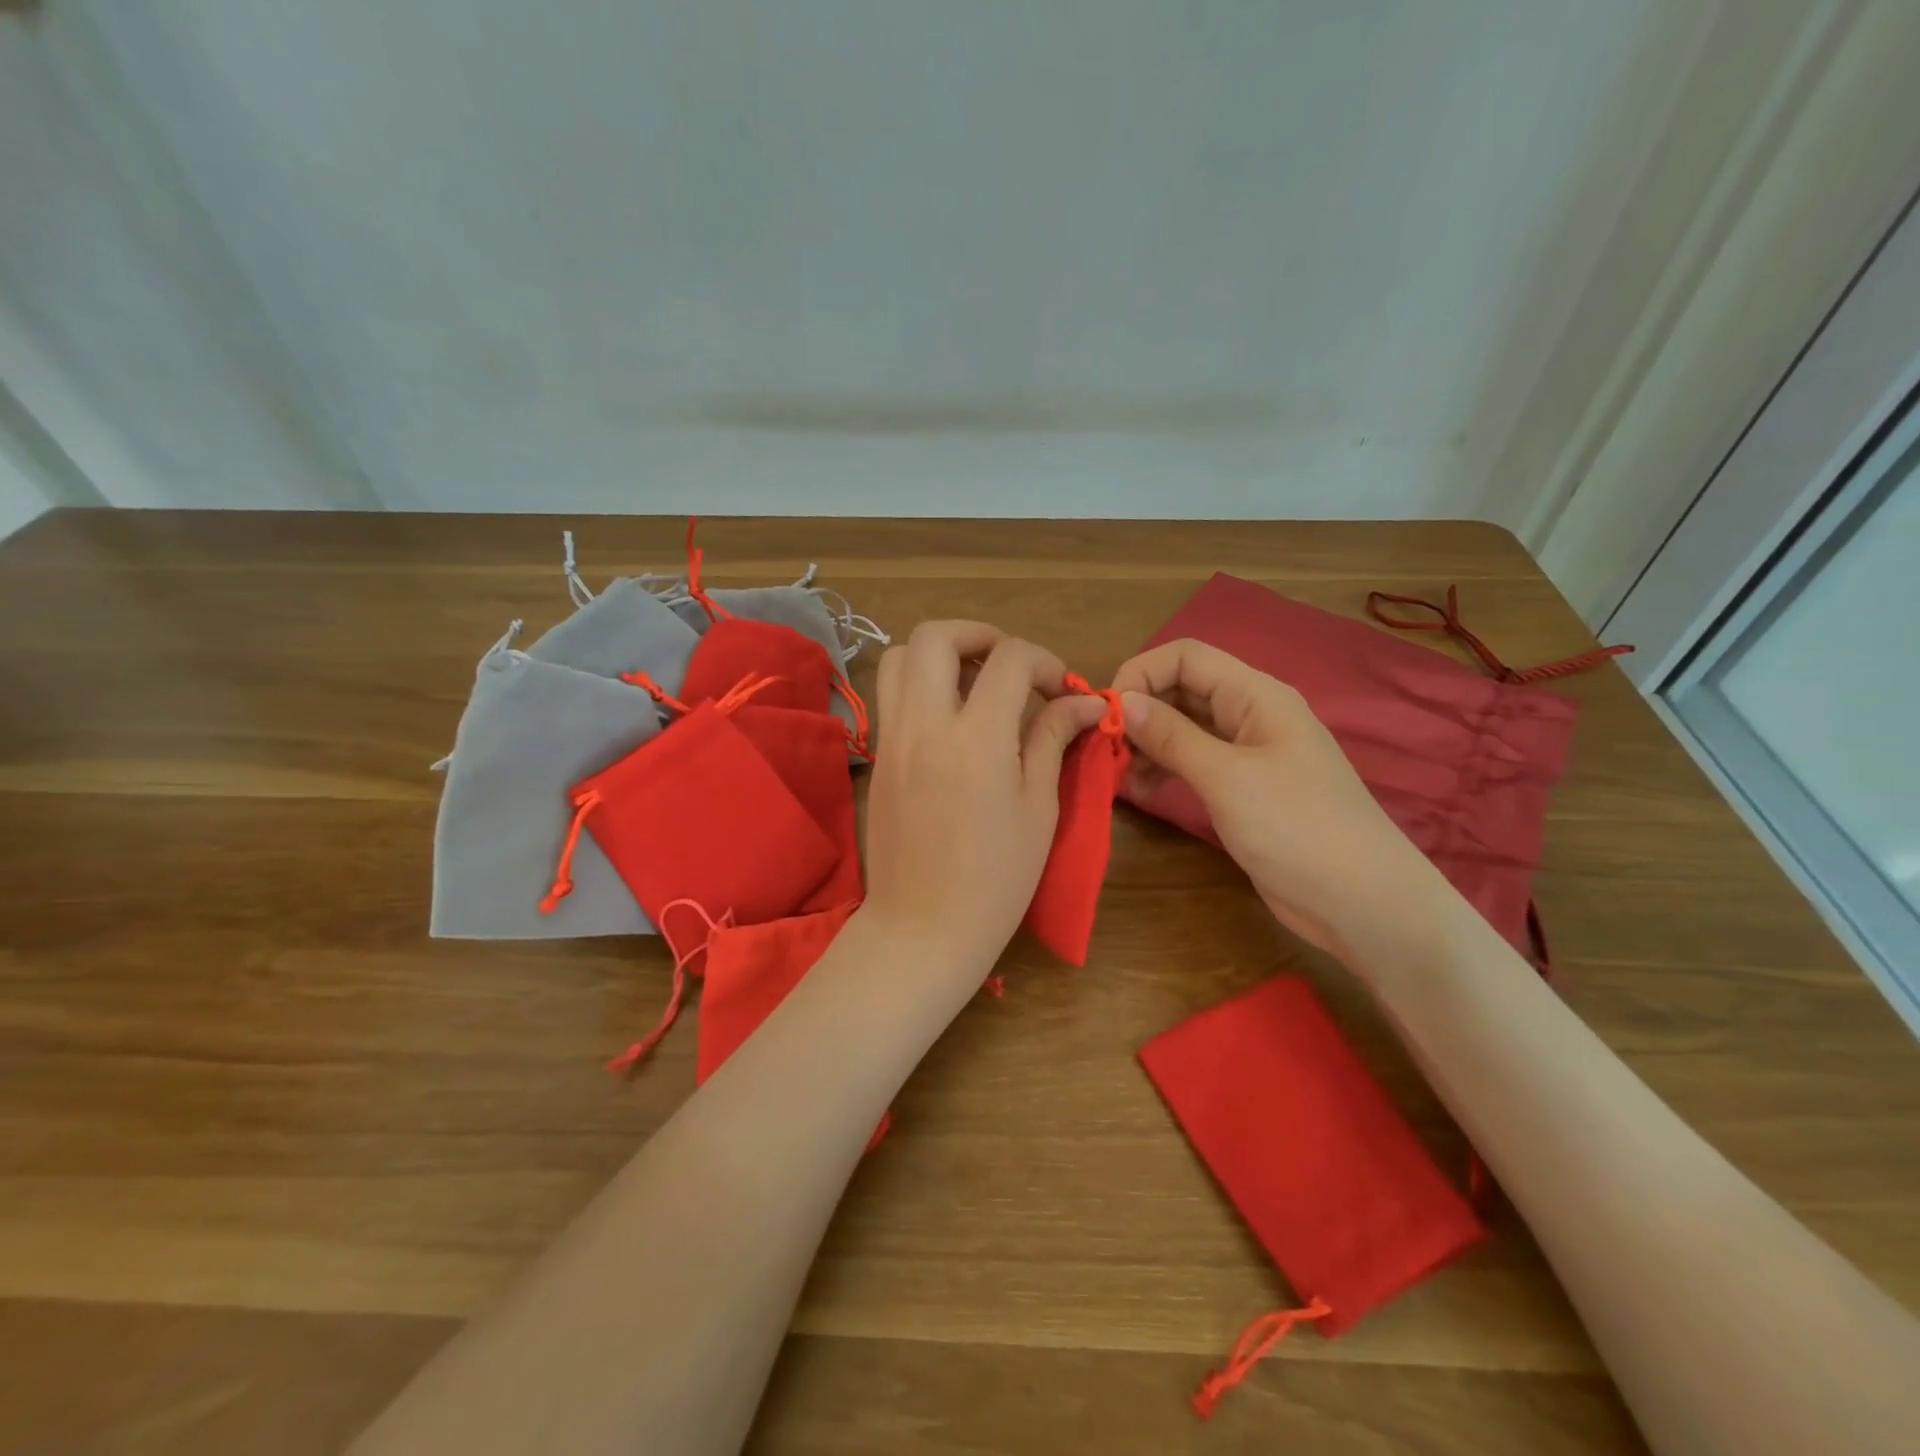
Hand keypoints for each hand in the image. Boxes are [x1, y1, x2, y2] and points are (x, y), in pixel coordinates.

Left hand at [862, 622, 1106, 991]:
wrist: (923, 928)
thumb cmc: (995, 880)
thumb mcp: (1038, 809)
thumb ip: (1052, 740)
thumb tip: (1083, 702)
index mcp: (977, 739)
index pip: (1010, 659)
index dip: (1044, 662)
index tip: (1062, 692)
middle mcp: (925, 724)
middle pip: (936, 636)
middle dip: (980, 635)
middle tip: (1011, 665)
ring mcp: (892, 737)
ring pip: (899, 656)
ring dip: (940, 653)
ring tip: (975, 682)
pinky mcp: (878, 756)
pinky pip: (889, 694)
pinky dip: (918, 683)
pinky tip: (951, 717)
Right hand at [1110, 638, 1444, 963]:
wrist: (1362, 902)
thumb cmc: (1296, 827)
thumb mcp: (1226, 777)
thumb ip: (1171, 735)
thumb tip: (1122, 700)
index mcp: (1255, 695)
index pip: (1185, 656)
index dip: (1141, 673)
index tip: (1106, 713)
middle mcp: (1250, 714)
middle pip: (1182, 689)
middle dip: (1140, 711)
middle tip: (1105, 748)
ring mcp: (1247, 753)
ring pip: (1184, 728)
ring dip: (1147, 743)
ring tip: (1118, 774)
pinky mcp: (1242, 789)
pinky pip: (1193, 762)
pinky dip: (1163, 769)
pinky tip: (1140, 792)